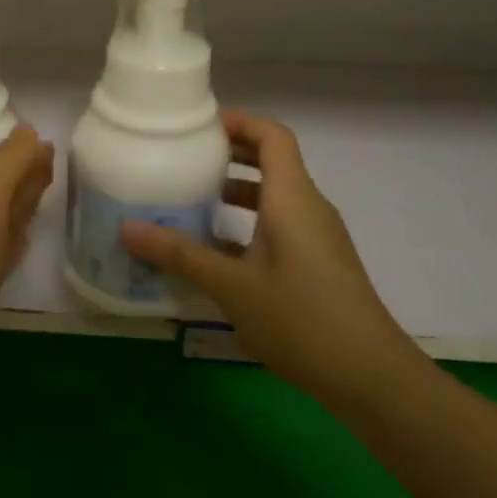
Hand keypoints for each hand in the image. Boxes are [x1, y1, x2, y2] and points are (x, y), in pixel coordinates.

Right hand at [121, 110, 419, 389]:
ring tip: (191, 200)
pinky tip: (215, 252)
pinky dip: (248, 224)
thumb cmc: (301, 318)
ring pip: (274, 197)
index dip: (239, 121)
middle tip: (185, 158)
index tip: (199, 127)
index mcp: (292, 197)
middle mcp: (308, 207)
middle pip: (272, 161)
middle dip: (230, 154)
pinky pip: (279, 226)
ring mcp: (317, 237)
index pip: (273, 135)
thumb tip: (127, 229)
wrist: (369, 376)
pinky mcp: (318, 264)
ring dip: (236, 191)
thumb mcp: (232, 286)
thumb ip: (180, 254)